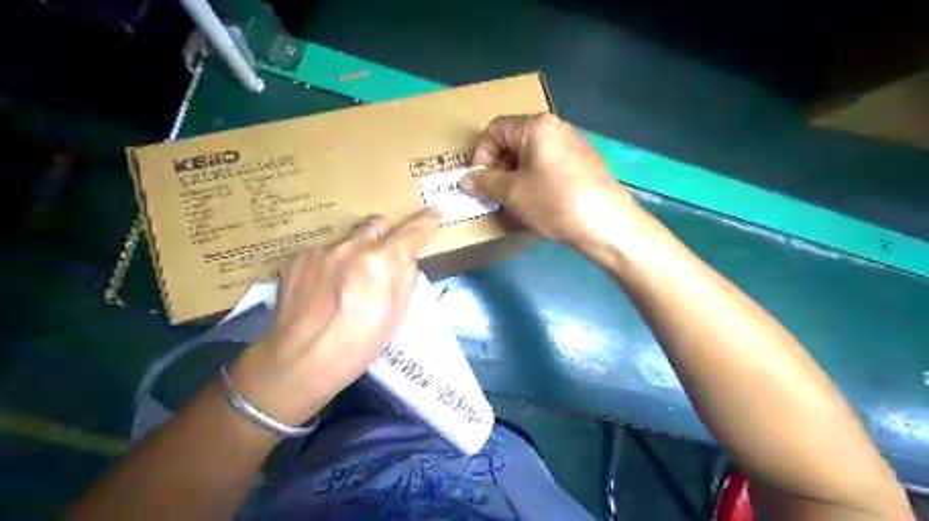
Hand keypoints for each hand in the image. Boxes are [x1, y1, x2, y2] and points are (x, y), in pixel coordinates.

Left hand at [225, 208, 440, 427]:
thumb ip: (405, 278)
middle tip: (379, 260)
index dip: (426, 222)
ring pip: (348, 240)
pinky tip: (322, 289)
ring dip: (353, 253)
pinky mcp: (299, 256)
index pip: (412, 233)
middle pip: (377, 223)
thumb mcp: (397, 314)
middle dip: (383, 237)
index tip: (435, 212)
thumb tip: (406, 258)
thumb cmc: (359, 344)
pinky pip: (325, 252)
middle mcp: (352, 247)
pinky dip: (330, 265)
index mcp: (381, 262)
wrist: (302, 358)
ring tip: (343, 285)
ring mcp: (322, 249)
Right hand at [458, 113, 638, 252]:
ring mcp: (574, 145)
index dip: (482, 156)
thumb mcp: (512, 193)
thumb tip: (466, 180)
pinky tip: (539, 204)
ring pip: (532, 157)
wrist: (606, 224)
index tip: (481, 182)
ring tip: (515, 203)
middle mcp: (557, 128)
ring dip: (516, 177)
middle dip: (499, 168)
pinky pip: (549, 166)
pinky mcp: (584, 164)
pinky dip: (536, 181)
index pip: (496, 130)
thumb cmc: (554, 202)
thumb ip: (485, 183)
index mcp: (537, 126)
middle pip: (514, 142)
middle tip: (496, 195)